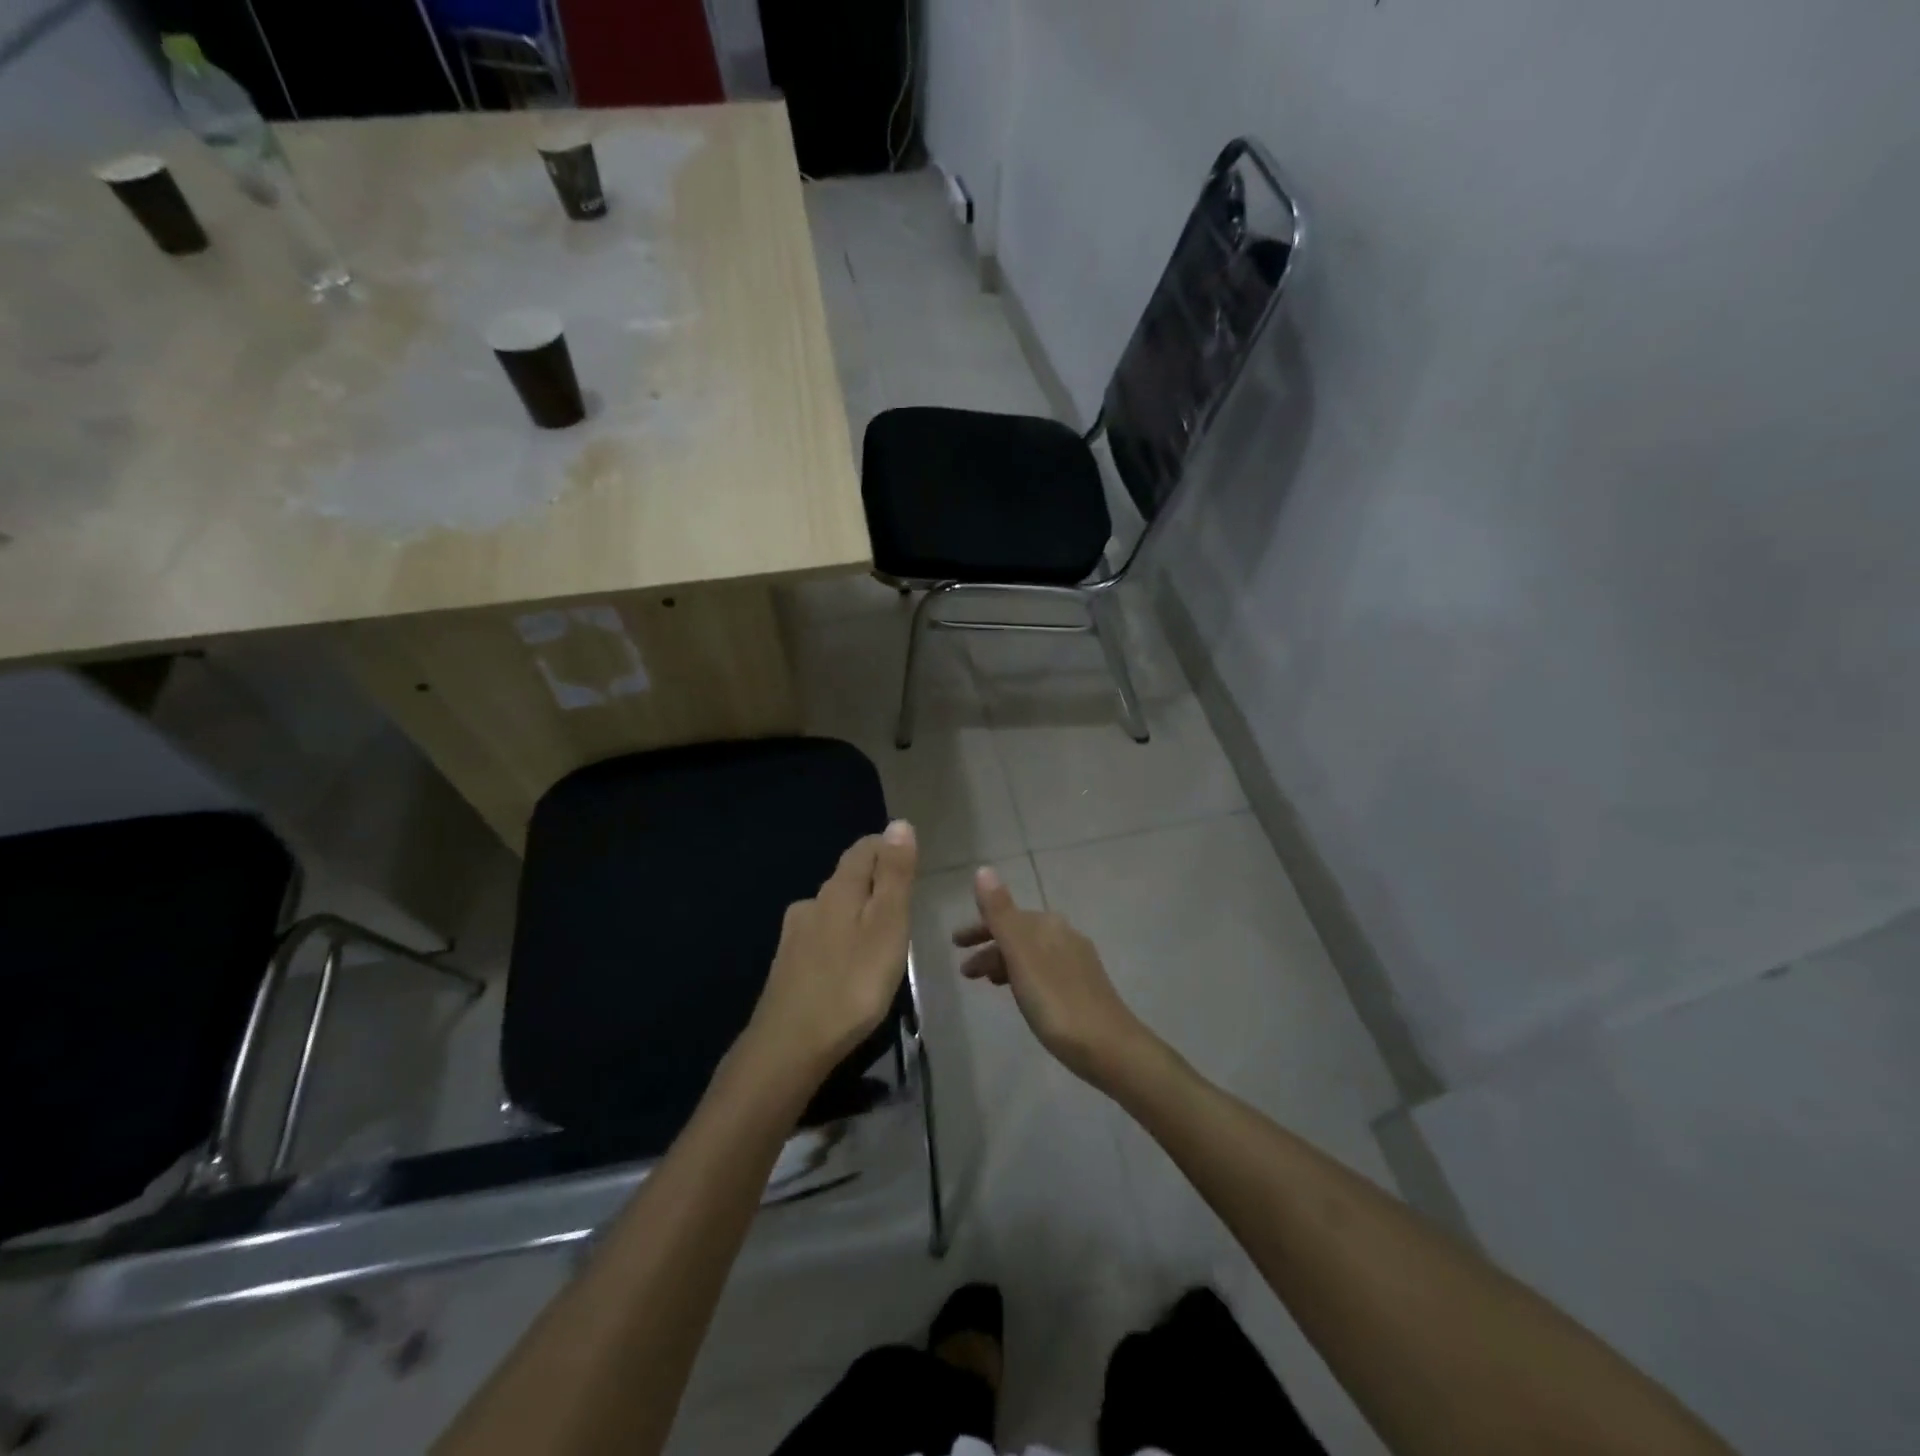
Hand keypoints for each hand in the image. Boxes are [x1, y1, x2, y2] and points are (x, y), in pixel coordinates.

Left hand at [741, 820, 918, 1089]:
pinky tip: (847, 964)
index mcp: (839, 890)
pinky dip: (840, 939)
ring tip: (880, 937)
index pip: (864, 849)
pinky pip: (821, 937)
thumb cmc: (852, 984)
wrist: (789, 1046)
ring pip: (833, 908)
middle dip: (874, 881)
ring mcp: (795, 935)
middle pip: (847, 877)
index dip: (888, 847)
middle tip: (903, 903)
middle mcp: (812, 903)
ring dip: (856, 912)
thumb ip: (894, 876)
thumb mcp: (887, 926)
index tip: (910, 862)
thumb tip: (899, 824)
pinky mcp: (787, 965)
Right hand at [954, 865, 1151, 1086]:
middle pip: (1018, 934)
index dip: (979, 928)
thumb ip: (1000, 913)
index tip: (955, 943)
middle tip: (964, 970)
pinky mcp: (1083, 987)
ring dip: (1004, 963)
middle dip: (989, 946)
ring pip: (1030, 954)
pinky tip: (1019, 996)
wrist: (1108, 1047)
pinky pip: (1042, 971)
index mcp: (1048, 924)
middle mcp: (1064, 935)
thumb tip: (984, 869)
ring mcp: (1076, 961)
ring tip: (984, 984)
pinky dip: (1022, 976)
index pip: (1005, 916)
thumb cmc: (1056, 1001)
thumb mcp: (1021, 955)